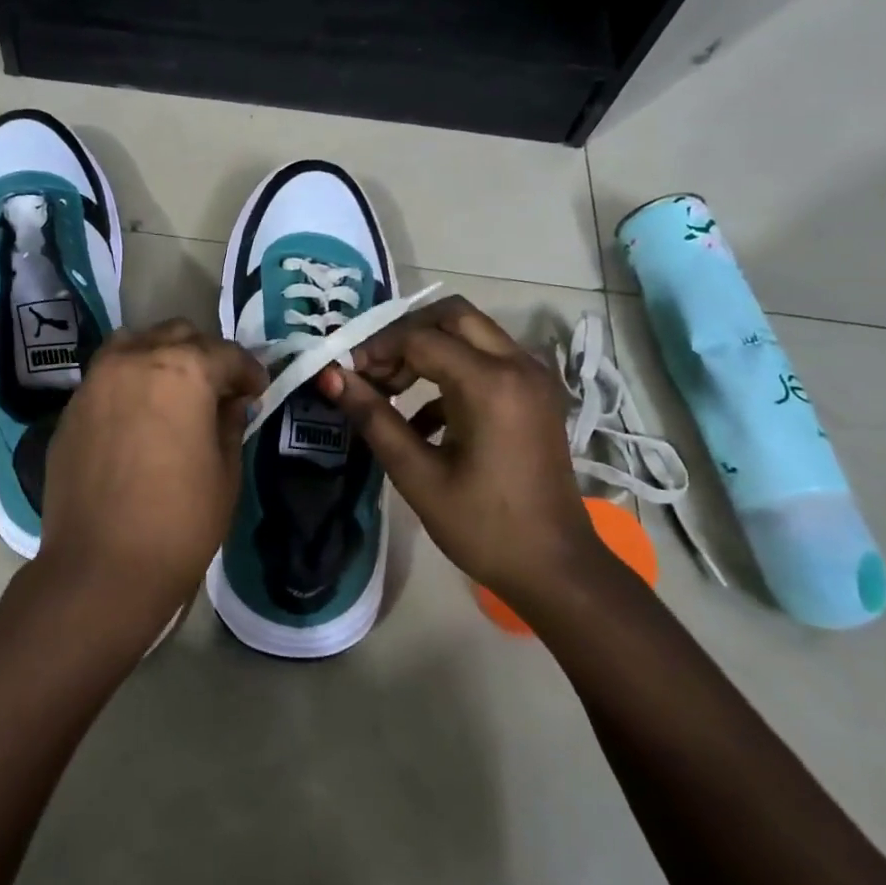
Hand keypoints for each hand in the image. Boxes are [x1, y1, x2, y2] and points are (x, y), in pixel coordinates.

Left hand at [33, 320, 266, 644]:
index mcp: (182, 371)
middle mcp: (134, 360)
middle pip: (177, 335)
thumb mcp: (225, 473)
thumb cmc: (179, 523)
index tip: (257, 391)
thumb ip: (229, 423)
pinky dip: (129, 382)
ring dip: (161, 358)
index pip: (226, 353)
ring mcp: (95, 381)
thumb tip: (230, 402)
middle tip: (218, 391)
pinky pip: (106, 376)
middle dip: (205, 356)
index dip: (249, 372)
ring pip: (135, 345)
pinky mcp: (71, 408)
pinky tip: (138, 417)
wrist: (101, 568)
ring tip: (174, 393)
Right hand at [318, 296, 604, 609]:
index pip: (419, 338)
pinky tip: (421, 420)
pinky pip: (486, 361)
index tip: (344, 374)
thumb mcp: (417, 474)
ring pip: (470, 334)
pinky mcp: (534, 395)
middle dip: (404, 335)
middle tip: (372, 370)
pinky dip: (449, 373)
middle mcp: (518, 366)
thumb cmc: (482, 526)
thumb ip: (373, 417)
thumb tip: (330, 376)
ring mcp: (532, 378)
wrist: (555, 568)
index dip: (375, 349)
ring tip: (389, 392)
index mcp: (490, 383)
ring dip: (426, 350)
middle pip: (452, 316)